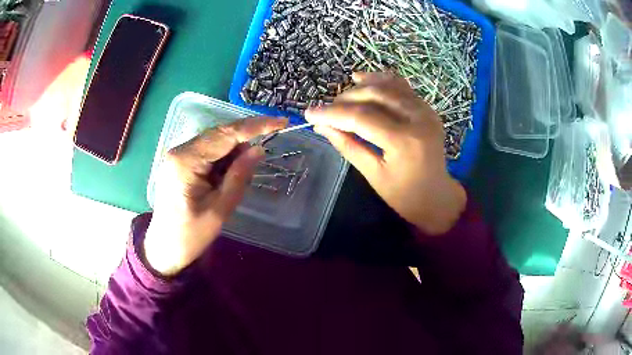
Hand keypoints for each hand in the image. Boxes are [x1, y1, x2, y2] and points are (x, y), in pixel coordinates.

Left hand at [144, 118, 287, 275]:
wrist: (164, 248)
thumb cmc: (191, 235)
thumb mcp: (220, 209)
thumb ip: (239, 176)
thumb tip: (258, 149)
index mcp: (186, 161)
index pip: (225, 134)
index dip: (256, 126)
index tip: (281, 121)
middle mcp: (180, 150)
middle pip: (219, 134)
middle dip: (245, 140)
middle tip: (265, 152)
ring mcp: (178, 155)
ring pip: (214, 142)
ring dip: (233, 153)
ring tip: (237, 179)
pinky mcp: (180, 162)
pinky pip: (207, 152)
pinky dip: (223, 160)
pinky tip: (226, 177)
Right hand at [305, 72, 465, 234]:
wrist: (437, 196)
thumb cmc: (404, 195)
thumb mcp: (373, 175)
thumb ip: (347, 145)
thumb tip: (321, 126)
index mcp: (404, 141)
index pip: (361, 117)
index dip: (332, 113)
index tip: (310, 113)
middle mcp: (417, 119)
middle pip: (374, 95)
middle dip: (345, 99)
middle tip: (327, 110)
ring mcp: (425, 111)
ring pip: (388, 85)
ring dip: (361, 87)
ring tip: (341, 96)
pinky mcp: (427, 109)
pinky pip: (401, 87)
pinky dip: (381, 81)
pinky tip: (364, 80)